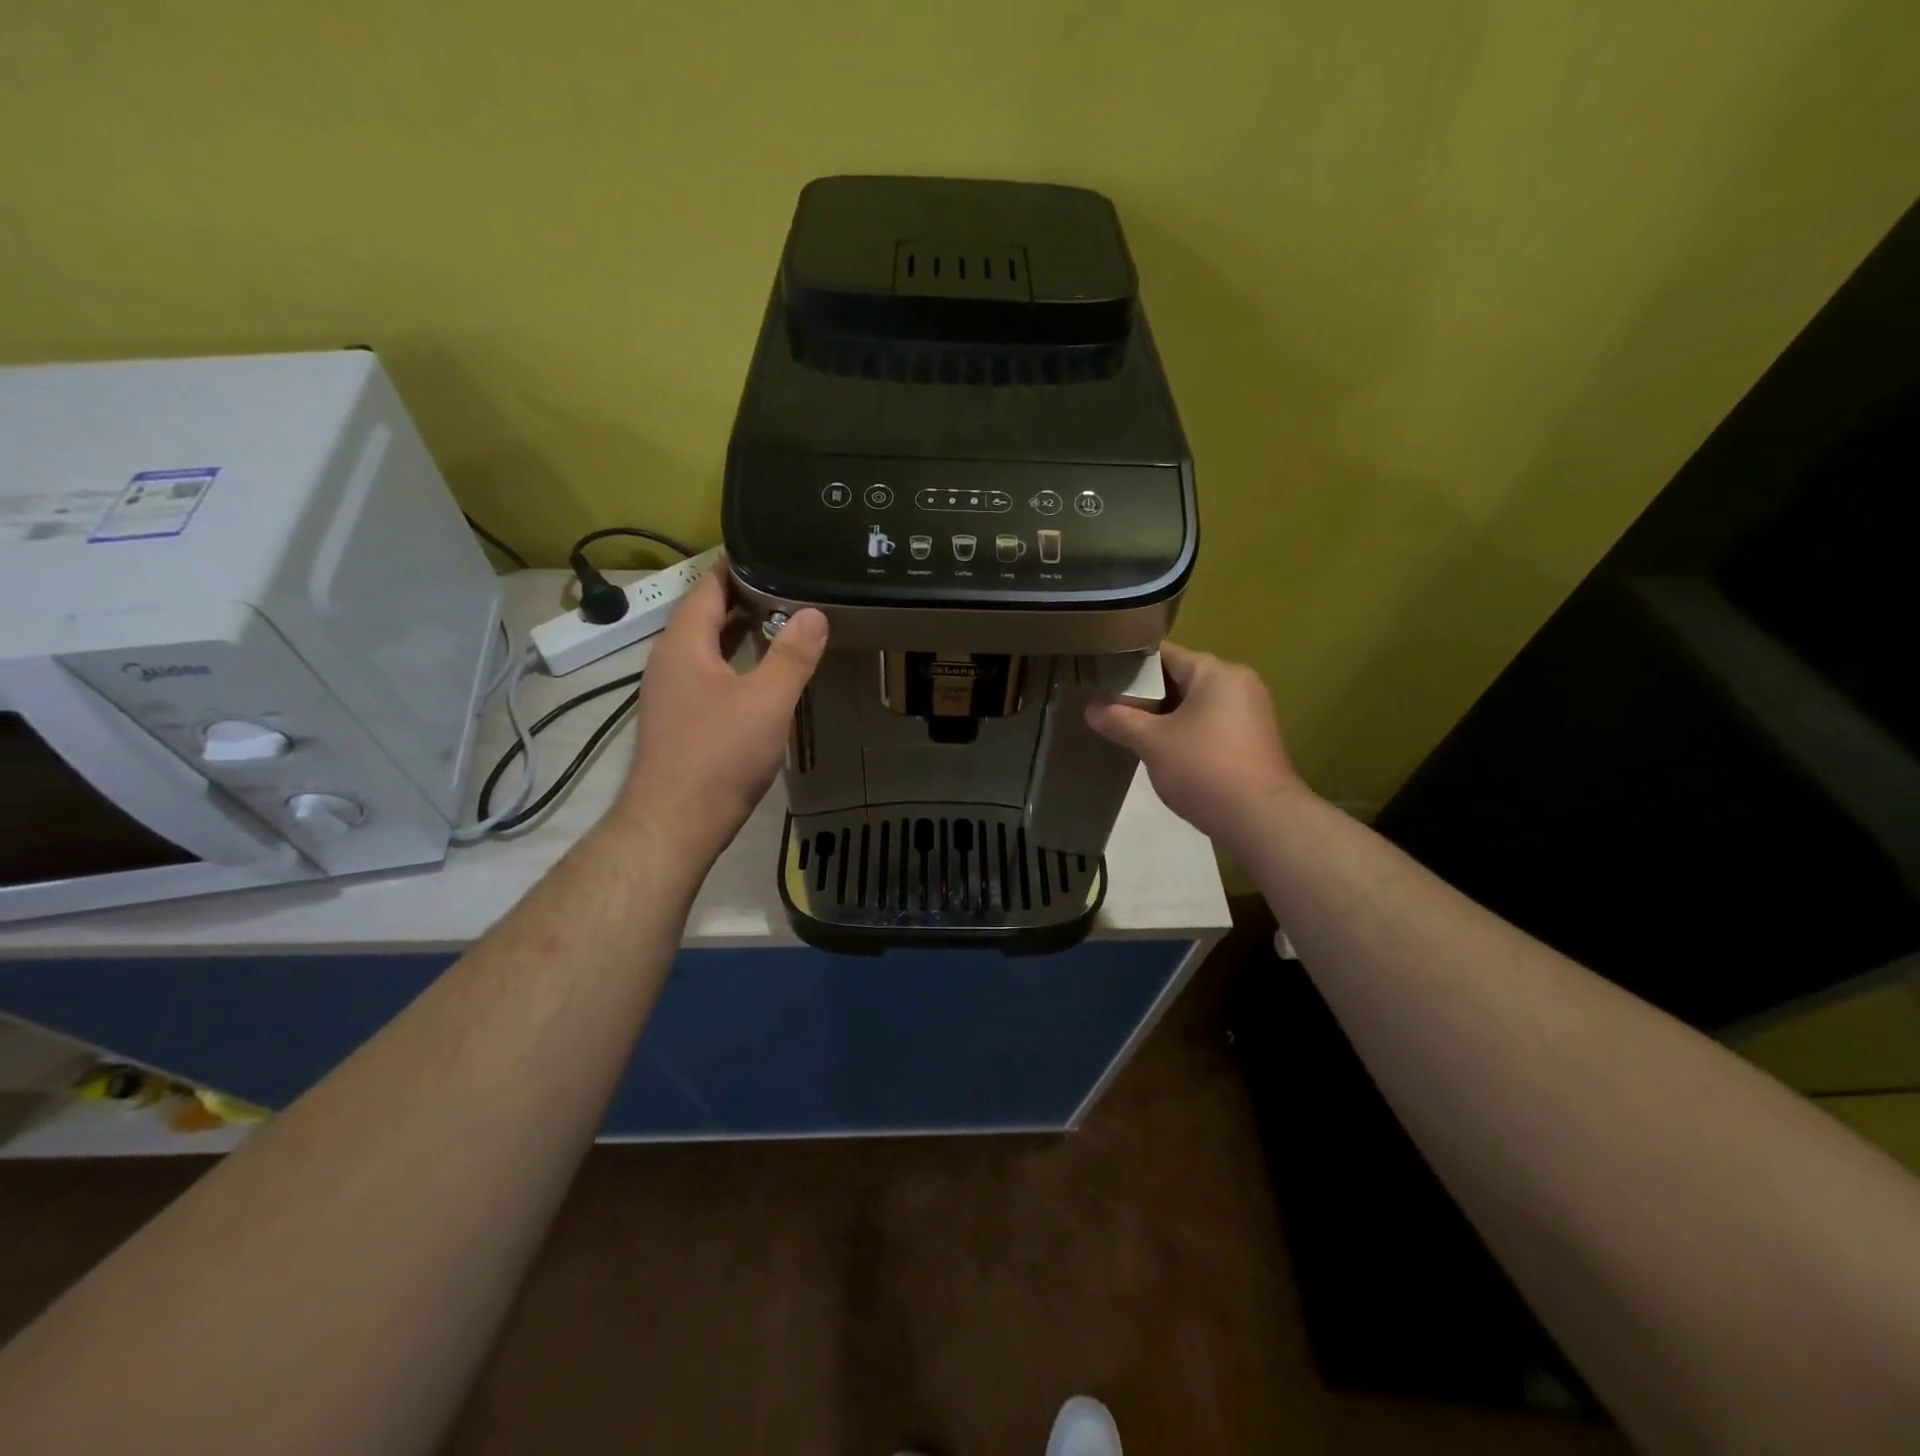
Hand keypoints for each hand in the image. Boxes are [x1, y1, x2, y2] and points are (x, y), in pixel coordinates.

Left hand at [617, 565, 826, 862]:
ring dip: (737, 633)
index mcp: (684, 645)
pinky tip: (759, 676)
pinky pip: (707, 675)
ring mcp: (670, 693)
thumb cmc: (720, 754)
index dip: (735, 567)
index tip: (767, 552)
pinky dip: (732, 663)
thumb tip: (814, 613)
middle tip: (787, 586)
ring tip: (780, 622)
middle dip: (742, 599)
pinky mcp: (679, 721)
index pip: (706, 588)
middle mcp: (669, 662)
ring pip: (705, 649)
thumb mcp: (767, 700)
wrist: (676, 822)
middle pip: (703, 616)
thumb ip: (792, 655)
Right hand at [1085, 642, 1307, 848]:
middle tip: (1109, 709)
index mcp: (1216, 672)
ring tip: (1128, 731)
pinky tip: (1161, 752)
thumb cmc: (1205, 769)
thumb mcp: (1153, 743)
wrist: (1261, 819)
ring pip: (1194, 705)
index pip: (1164, 655)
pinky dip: (1184, 733)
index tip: (1101, 679)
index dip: (1130, 666)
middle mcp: (1238, 683)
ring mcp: (1249, 713)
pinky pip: (1209, 725)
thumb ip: (1119, 720)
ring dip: (1163, 717)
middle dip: (1145, 696)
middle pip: (1179, 679)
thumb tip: (1090, 709)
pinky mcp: (1251, 740)